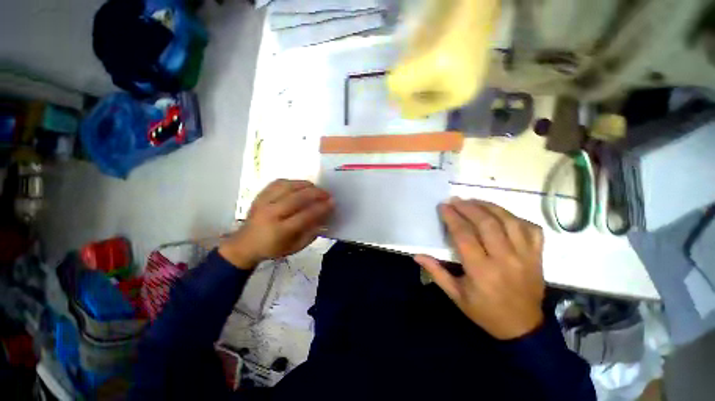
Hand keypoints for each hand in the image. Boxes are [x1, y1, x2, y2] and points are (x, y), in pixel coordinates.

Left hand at [219, 179, 333, 269]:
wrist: (245, 243)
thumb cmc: (273, 248)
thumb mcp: (295, 247)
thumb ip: (311, 233)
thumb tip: (324, 217)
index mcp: (280, 231)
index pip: (305, 216)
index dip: (321, 208)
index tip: (332, 203)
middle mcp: (271, 214)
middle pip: (297, 198)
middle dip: (316, 193)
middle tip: (327, 194)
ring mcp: (264, 202)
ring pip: (288, 187)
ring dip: (305, 185)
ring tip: (316, 188)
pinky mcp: (260, 195)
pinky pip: (278, 183)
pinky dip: (292, 182)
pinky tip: (300, 185)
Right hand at [414, 198, 544, 339]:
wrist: (523, 328)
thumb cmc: (484, 311)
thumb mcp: (456, 295)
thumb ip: (436, 272)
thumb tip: (417, 255)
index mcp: (481, 270)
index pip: (464, 235)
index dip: (452, 217)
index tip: (443, 206)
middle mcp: (505, 259)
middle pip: (487, 223)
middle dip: (468, 207)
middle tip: (455, 200)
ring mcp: (525, 256)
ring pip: (509, 221)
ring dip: (490, 207)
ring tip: (474, 201)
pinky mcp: (538, 256)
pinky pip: (531, 229)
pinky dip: (516, 218)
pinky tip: (502, 215)